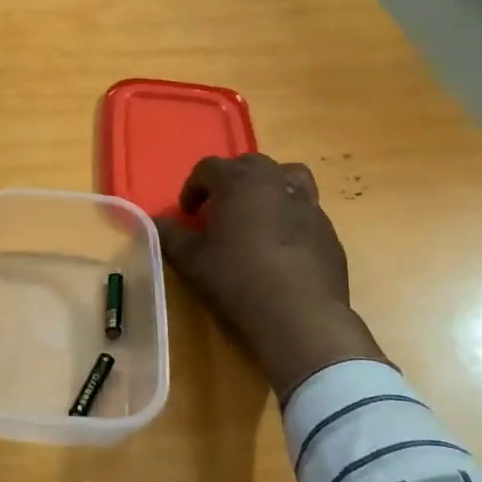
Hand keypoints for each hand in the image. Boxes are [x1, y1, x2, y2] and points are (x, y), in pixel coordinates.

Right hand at [155, 154, 387, 400]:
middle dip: (230, 181)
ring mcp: (307, 203)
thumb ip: (170, 235)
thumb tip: (154, 222)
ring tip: (257, 214)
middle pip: (249, 165)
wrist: (300, 315)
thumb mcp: (192, 261)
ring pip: (286, 177)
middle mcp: (275, 181)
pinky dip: (289, 215)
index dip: (193, 187)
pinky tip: (281, 246)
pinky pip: (304, 209)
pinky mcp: (327, 229)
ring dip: (267, 187)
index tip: (187, 213)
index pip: (208, 168)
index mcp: (238, 181)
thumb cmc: (237, 280)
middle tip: (219, 210)